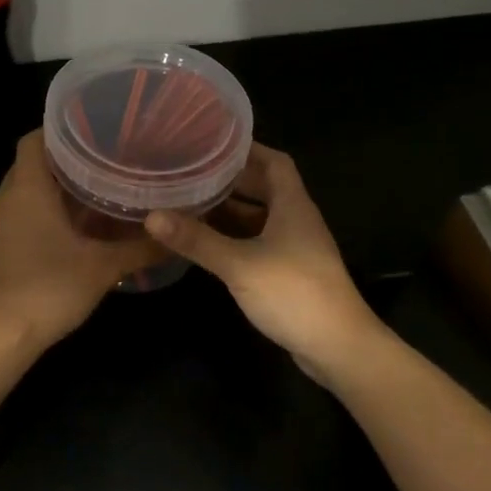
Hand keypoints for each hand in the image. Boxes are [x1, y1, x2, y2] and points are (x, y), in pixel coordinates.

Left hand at [0, 131, 160, 353]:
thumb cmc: (50, 290)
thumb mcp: (103, 268)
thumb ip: (141, 248)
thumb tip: (176, 234)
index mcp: (27, 189)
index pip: (34, 139)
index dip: (59, 130)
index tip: (91, 131)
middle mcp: (4, 199)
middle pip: (29, 164)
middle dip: (62, 162)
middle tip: (101, 163)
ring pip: (21, 192)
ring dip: (50, 191)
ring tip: (89, 195)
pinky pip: (15, 216)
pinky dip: (37, 214)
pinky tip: (66, 231)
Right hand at [146, 145, 382, 378]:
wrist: (338, 347)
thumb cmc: (294, 293)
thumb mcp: (240, 264)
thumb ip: (197, 240)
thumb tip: (152, 216)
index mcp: (293, 205)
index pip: (274, 162)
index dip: (247, 149)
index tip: (213, 142)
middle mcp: (297, 220)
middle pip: (265, 188)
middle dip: (231, 179)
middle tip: (192, 172)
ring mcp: (295, 248)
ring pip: (260, 218)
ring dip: (231, 210)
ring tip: (192, 202)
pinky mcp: (290, 273)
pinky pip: (259, 243)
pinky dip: (235, 238)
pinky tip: (209, 243)